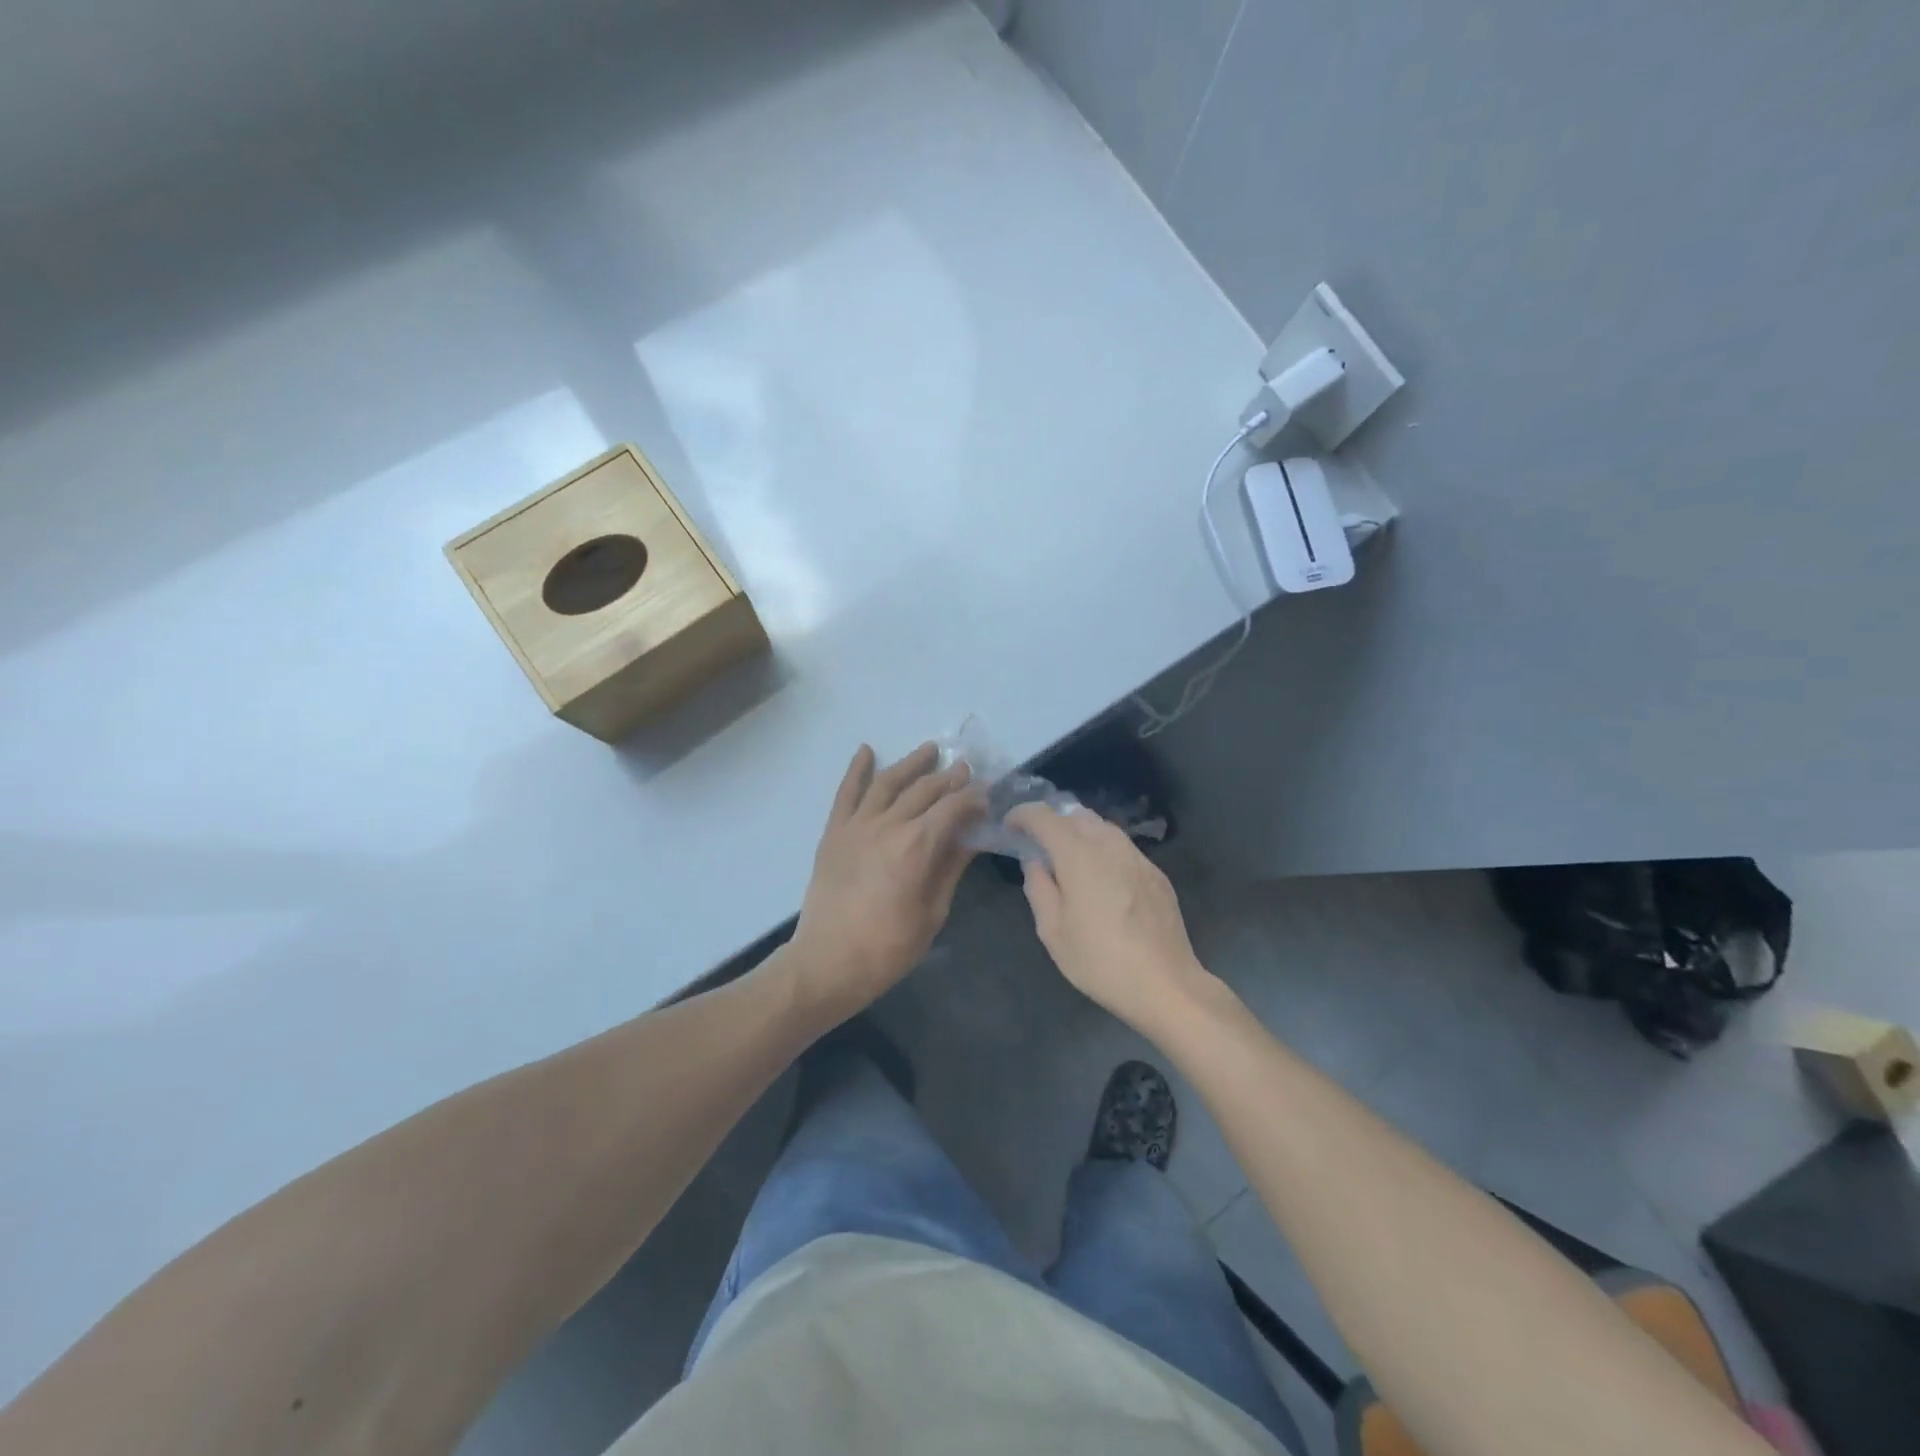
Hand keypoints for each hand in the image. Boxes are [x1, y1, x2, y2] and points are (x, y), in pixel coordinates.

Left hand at [788, 743, 982, 1018]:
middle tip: (966, 769)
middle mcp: (888, 825)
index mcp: (917, 846)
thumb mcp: (932, 912)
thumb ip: (951, 868)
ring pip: (888, 782)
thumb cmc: (888, 948)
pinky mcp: (834, 832)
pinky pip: (846, 792)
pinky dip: (857, 769)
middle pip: (924, 790)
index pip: (953, 807)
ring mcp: (857, 825)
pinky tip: (866, 751)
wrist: (827, 963)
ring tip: (930, 749)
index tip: (987, 796)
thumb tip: (971, 838)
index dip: (974, 798)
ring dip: (912, 763)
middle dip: (949, 777)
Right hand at [1008, 802, 1212, 1034]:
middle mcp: (1110, 846)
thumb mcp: (1052, 932)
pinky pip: (1123, 848)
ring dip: (1080, 833)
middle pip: (1077, 815)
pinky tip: (1102, 878)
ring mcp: (1138, 858)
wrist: (1166, 984)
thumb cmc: (1100, 961)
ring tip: (1069, 858)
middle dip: (1053, 821)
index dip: (1023, 815)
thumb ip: (1039, 888)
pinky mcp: (1157, 874)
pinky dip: (1103, 850)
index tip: (1010, 826)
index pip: (1045, 817)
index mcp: (1079, 856)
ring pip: (1103, 828)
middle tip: (1038, 843)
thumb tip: (1036, 863)